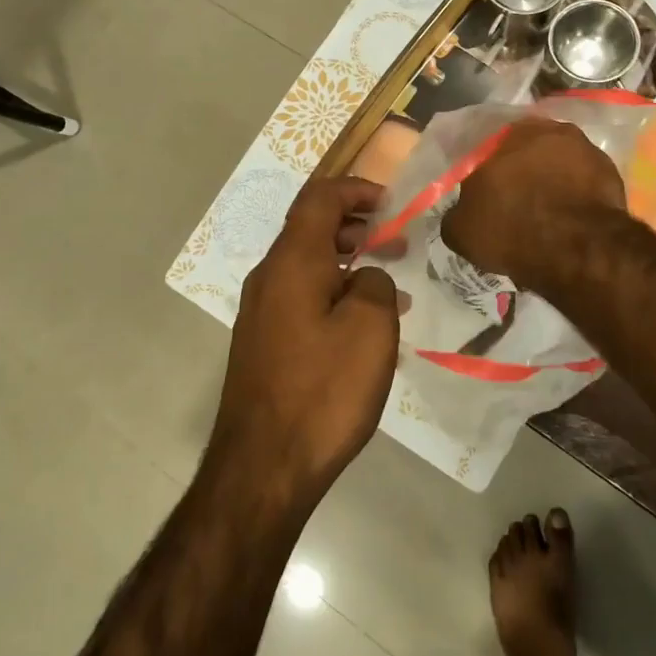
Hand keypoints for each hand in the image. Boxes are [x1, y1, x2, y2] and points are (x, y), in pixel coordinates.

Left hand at [213, 177, 399, 506]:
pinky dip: (332, 292)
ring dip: (346, 261)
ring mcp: (260, 312)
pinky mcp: (262, 343)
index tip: (391, 203)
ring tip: (387, 282)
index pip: (320, 197)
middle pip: (310, 229)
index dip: (356, 189)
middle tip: (395, 241)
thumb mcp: (370, 328)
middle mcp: (269, 278)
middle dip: (354, 225)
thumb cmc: (323, 390)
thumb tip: (364, 277)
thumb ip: (375, 283)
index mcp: (292, 261)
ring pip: (306, 265)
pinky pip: (300, 297)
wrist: (263, 467)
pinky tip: (360, 326)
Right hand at [441, 119, 625, 290]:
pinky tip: (570, 219)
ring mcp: (583, 147)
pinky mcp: (610, 170)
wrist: (576, 247)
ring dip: (552, 181)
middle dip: (521, 173)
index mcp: (503, 134)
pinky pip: (584, 181)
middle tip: (515, 203)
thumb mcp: (461, 230)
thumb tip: (460, 214)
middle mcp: (545, 129)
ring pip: (558, 164)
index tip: (485, 197)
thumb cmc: (509, 229)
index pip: (486, 150)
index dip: (485, 175)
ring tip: (546, 214)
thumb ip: (456, 214)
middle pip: (525, 152)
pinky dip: (576, 195)